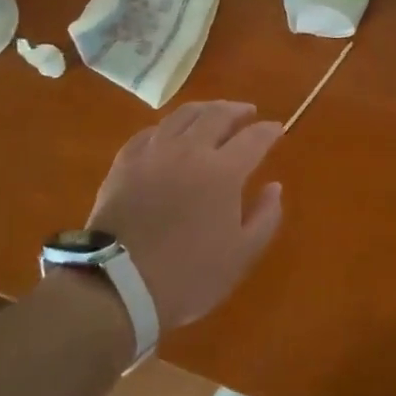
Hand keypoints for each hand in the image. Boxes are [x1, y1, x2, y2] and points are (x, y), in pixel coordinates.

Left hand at [86, 101, 284, 328]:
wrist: (118, 285)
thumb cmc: (188, 275)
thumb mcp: (241, 255)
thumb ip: (265, 217)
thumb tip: (274, 186)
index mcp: (223, 171)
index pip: (254, 138)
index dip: (269, 130)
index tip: (277, 128)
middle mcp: (190, 150)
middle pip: (217, 115)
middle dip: (237, 110)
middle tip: (247, 113)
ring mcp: (154, 152)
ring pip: (183, 115)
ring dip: (205, 109)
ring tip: (213, 113)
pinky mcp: (125, 162)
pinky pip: (151, 132)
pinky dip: (169, 127)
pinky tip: (171, 134)